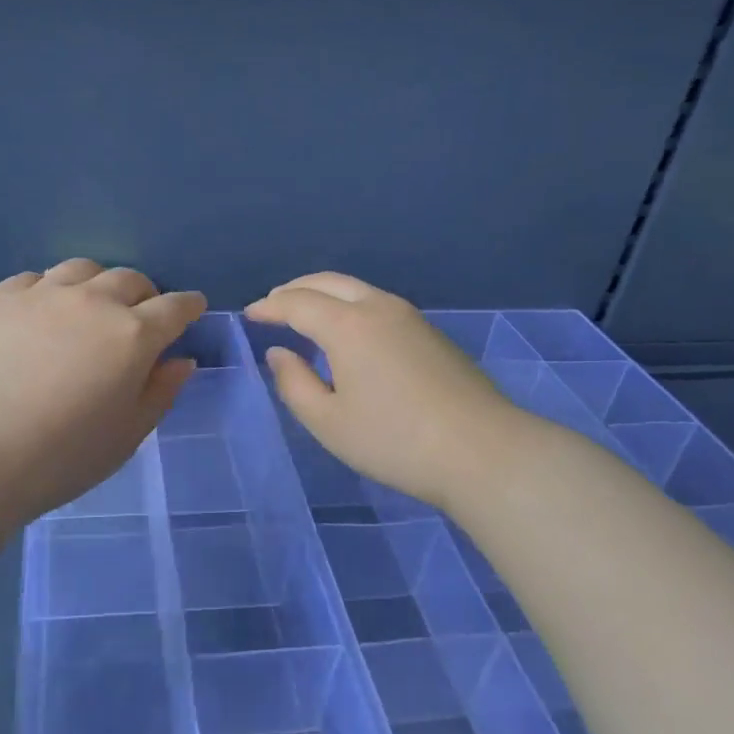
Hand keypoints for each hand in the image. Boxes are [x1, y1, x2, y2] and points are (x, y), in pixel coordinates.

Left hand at [0, 259, 206, 522]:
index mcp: (133, 335)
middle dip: (144, 294)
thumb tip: (181, 360)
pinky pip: (35, 279)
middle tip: (139, 316)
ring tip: (89, 306)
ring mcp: (43, 294)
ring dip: (97, 284)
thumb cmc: (61, 456)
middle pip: (130, 280)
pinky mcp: (0, 298)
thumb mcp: (127, 435)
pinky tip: (40, 314)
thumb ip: (161, 392)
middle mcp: (93, 302)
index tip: (192, 308)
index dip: (188, 306)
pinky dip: (49, 290)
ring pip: (83, 269)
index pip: (175, 307)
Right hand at [245, 272, 524, 509]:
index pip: (297, 303)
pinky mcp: (430, 332)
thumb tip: (279, 352)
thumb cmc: (396, 441)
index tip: (250, 314)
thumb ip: (294, 384)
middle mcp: (377, 307)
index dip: (270, 306)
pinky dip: (348, 303)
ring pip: (356, 288)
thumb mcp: (329, 422)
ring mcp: (409, 316)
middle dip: (295, 289)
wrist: (484, 451)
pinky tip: (347, 329)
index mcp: (347, 325)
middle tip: (273, 304)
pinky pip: (376, 302)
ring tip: (305, 312)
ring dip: (324, 293)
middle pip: (327, 282)